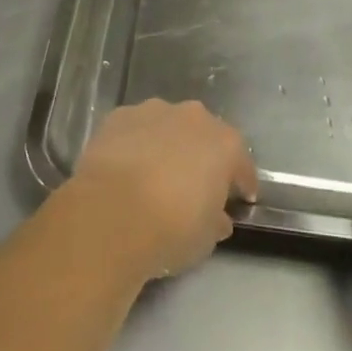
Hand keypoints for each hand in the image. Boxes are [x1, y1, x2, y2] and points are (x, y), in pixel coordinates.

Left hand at [69, 100, 257, 280]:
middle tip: (194, 184)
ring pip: (168, 126)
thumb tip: (218, 217)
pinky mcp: (120, 116)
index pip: (241, 163)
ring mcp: (154, 111)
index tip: (240, 199)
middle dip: (202, 156)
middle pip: (204, 135)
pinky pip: (136, 129)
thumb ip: (216, 221)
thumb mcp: (205, 239)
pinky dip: (135, 144)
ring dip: (166, 145)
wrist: (110, 213)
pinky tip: (126, 167)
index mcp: (224, 144)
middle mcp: (193, 117)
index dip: (241, 182)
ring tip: (154, 175)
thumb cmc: (170, 229)